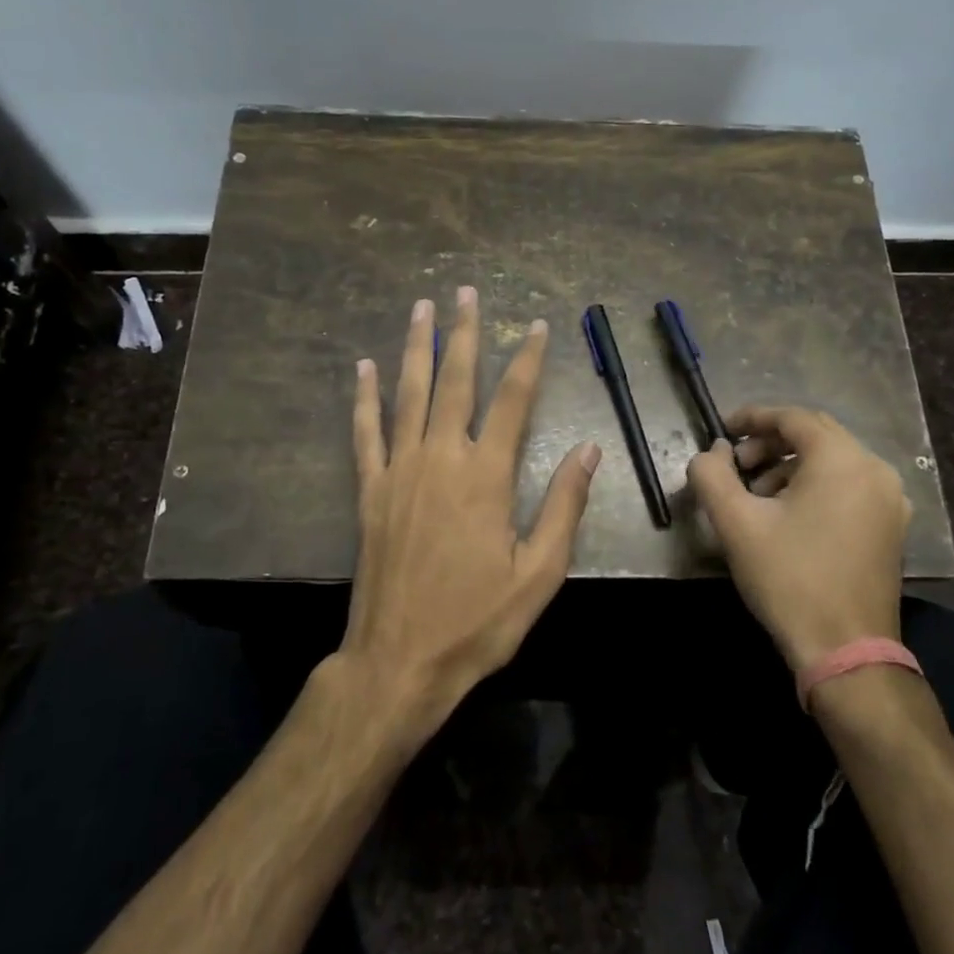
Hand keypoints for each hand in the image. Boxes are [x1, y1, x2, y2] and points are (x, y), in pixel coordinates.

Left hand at [343, 287, 600, 740]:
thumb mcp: (538, 573)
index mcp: (485, 477)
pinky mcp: (369, 491)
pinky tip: (364, 368)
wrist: (399, 660)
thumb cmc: (476, 621)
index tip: (536, 326)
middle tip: (467, 293)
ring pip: (409, 394)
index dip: (528, 360)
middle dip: (464, 334)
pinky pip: (366, 432)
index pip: (513, 401)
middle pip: (454, 381)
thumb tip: (588, 449)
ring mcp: (399, 471)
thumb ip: (563, 506)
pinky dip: (365, 398)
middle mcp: (440, 459)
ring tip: (422, 308)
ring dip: (417, 348)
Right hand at [686, 406, 911, 671]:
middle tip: (737, 465)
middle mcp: (874, 469)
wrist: (845, 650)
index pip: (793, 417)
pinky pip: (849, 486)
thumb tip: (712, 452)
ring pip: (833, 462)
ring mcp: (889, 500)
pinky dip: (816, 486)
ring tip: (757, 495)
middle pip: (816, 436)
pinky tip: (789, 515)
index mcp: (841, 459)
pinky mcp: (891, 527)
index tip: (722, 431)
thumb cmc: (789, 578)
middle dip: (770, 443)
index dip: (753, 418)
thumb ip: (711, 474)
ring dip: (791, 466)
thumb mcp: (736, 522)